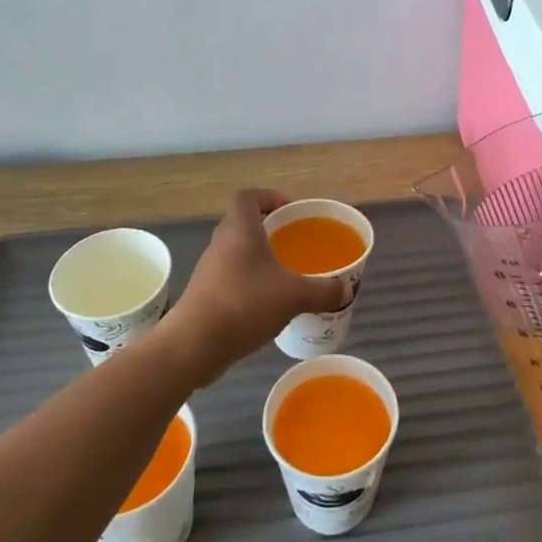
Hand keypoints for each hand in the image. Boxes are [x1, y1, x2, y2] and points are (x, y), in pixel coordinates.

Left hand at [158, 189, 352, 385]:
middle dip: (270, 230)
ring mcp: (210, 269)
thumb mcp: (294, 296)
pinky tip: (269, 303)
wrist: (194, 344)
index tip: (291, 212)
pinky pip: (232, 276)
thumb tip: (346, 290)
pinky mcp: (206, 293)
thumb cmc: (245, 304)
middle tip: (296, 244)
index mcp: (240, 229)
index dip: (269, 197)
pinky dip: (250, 282)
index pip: (249, 197)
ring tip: (286, 275)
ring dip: (260, 258)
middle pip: (244, 223)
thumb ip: (323, 291)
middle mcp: (221, 243)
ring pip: (238, 252)